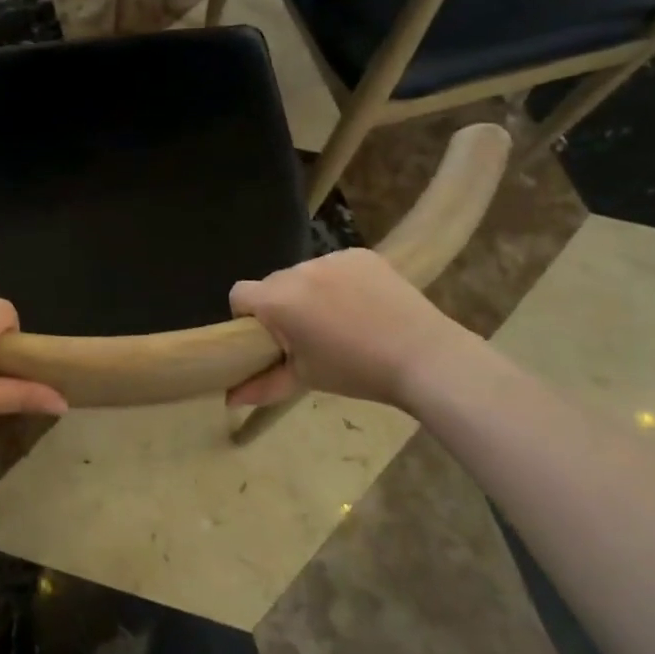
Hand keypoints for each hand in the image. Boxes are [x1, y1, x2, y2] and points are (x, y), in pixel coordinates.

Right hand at [228, 249, 476, 407]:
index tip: (269, 339)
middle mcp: (298, 270)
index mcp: (278, 300)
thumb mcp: (305, 379)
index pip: (239, 295)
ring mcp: (331, 257)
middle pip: (272, 284)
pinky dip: (339, 282)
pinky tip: (362, 305)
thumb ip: (262, 386)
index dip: (246, 317)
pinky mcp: (360, 254)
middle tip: (307, 335)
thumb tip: (229, 399)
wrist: (425, 357)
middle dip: (280, 306)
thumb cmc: (356, 372)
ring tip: (340, 320)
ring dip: (309, 293)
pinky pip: (335, 266)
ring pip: (304, 274)